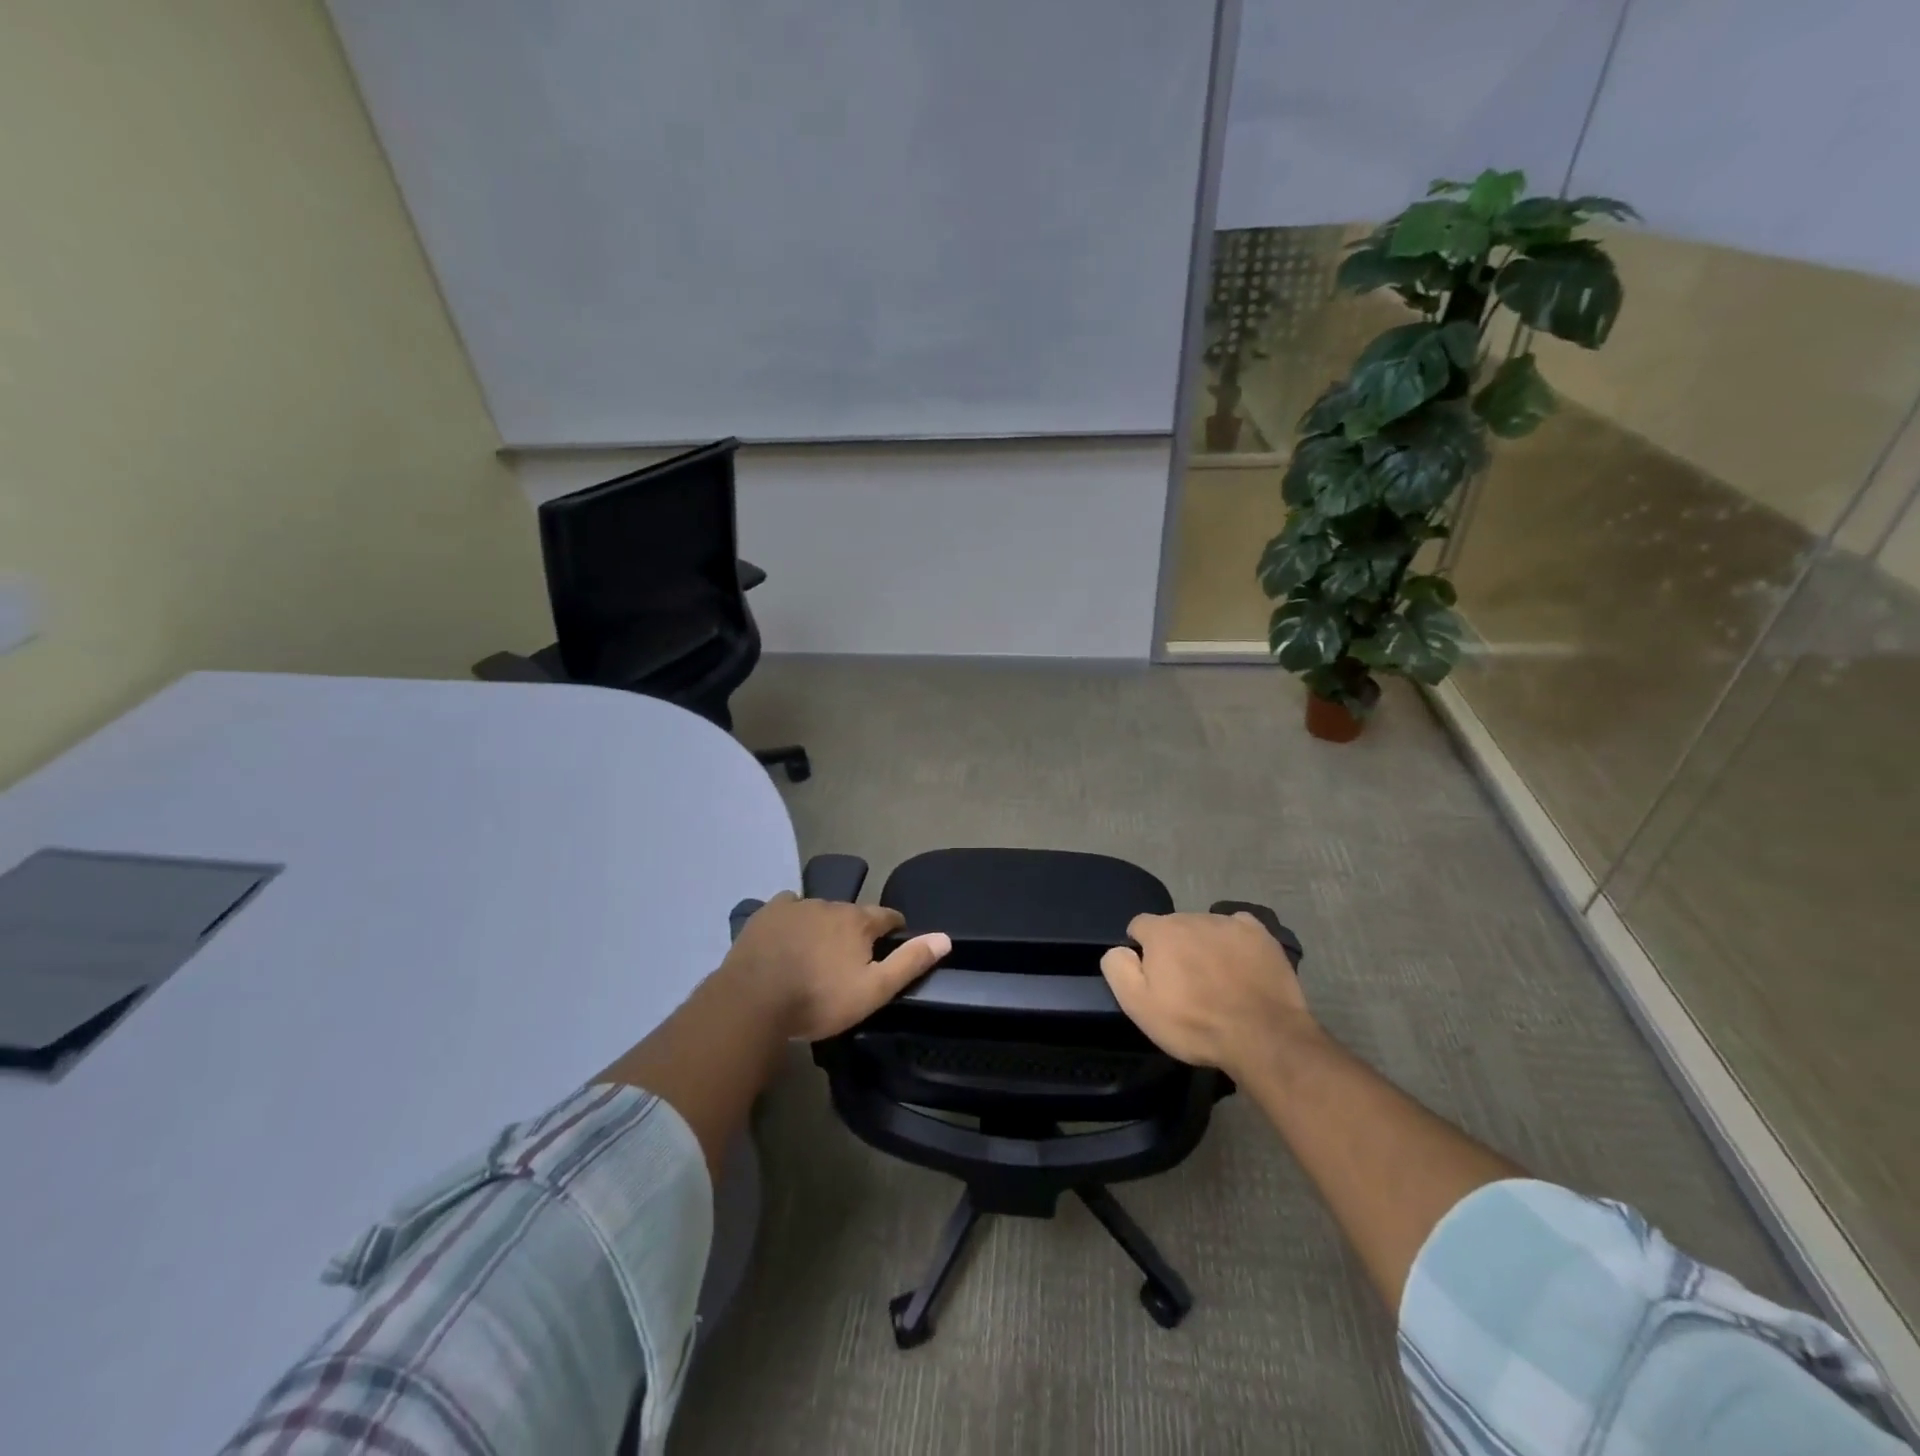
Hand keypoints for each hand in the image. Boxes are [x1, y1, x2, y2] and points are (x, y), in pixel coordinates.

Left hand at [719, 892, 950, 1040]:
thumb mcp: (873, 990)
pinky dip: (793, 918)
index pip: (888, 916)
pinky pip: (788, 907)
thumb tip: (945, 937)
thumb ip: (909, 962)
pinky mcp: (767, 913)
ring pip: (820, 910)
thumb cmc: (819, 999)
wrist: (754, 1001)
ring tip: (816, 952)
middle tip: (849, 959)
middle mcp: (830, 904)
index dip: (894, 929)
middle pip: (852, 913)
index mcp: (858, 921)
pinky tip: (787, 937)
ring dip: (824, 925)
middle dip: (856, 930)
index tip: (892, 943)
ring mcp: (796, 905)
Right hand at [1100, 911, 1316, 1078]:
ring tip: (1217, 980)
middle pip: (1174, 927)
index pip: (1139, 926)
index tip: (1153, 978)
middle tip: (1186, 985)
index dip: (1142, 950)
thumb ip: (1119, 969)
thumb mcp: (1139, 1006)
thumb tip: (1119, 949)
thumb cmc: (1194, 1024)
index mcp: (1161, 931)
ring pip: (1205, 928)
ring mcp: (1229, 922)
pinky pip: (1238, 928)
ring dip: (1204, 946)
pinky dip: (1235, 943)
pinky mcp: (1260, 934)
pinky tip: (1241, 966)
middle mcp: (1192, 916)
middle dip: (1175, 948)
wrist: (1262, 1036)